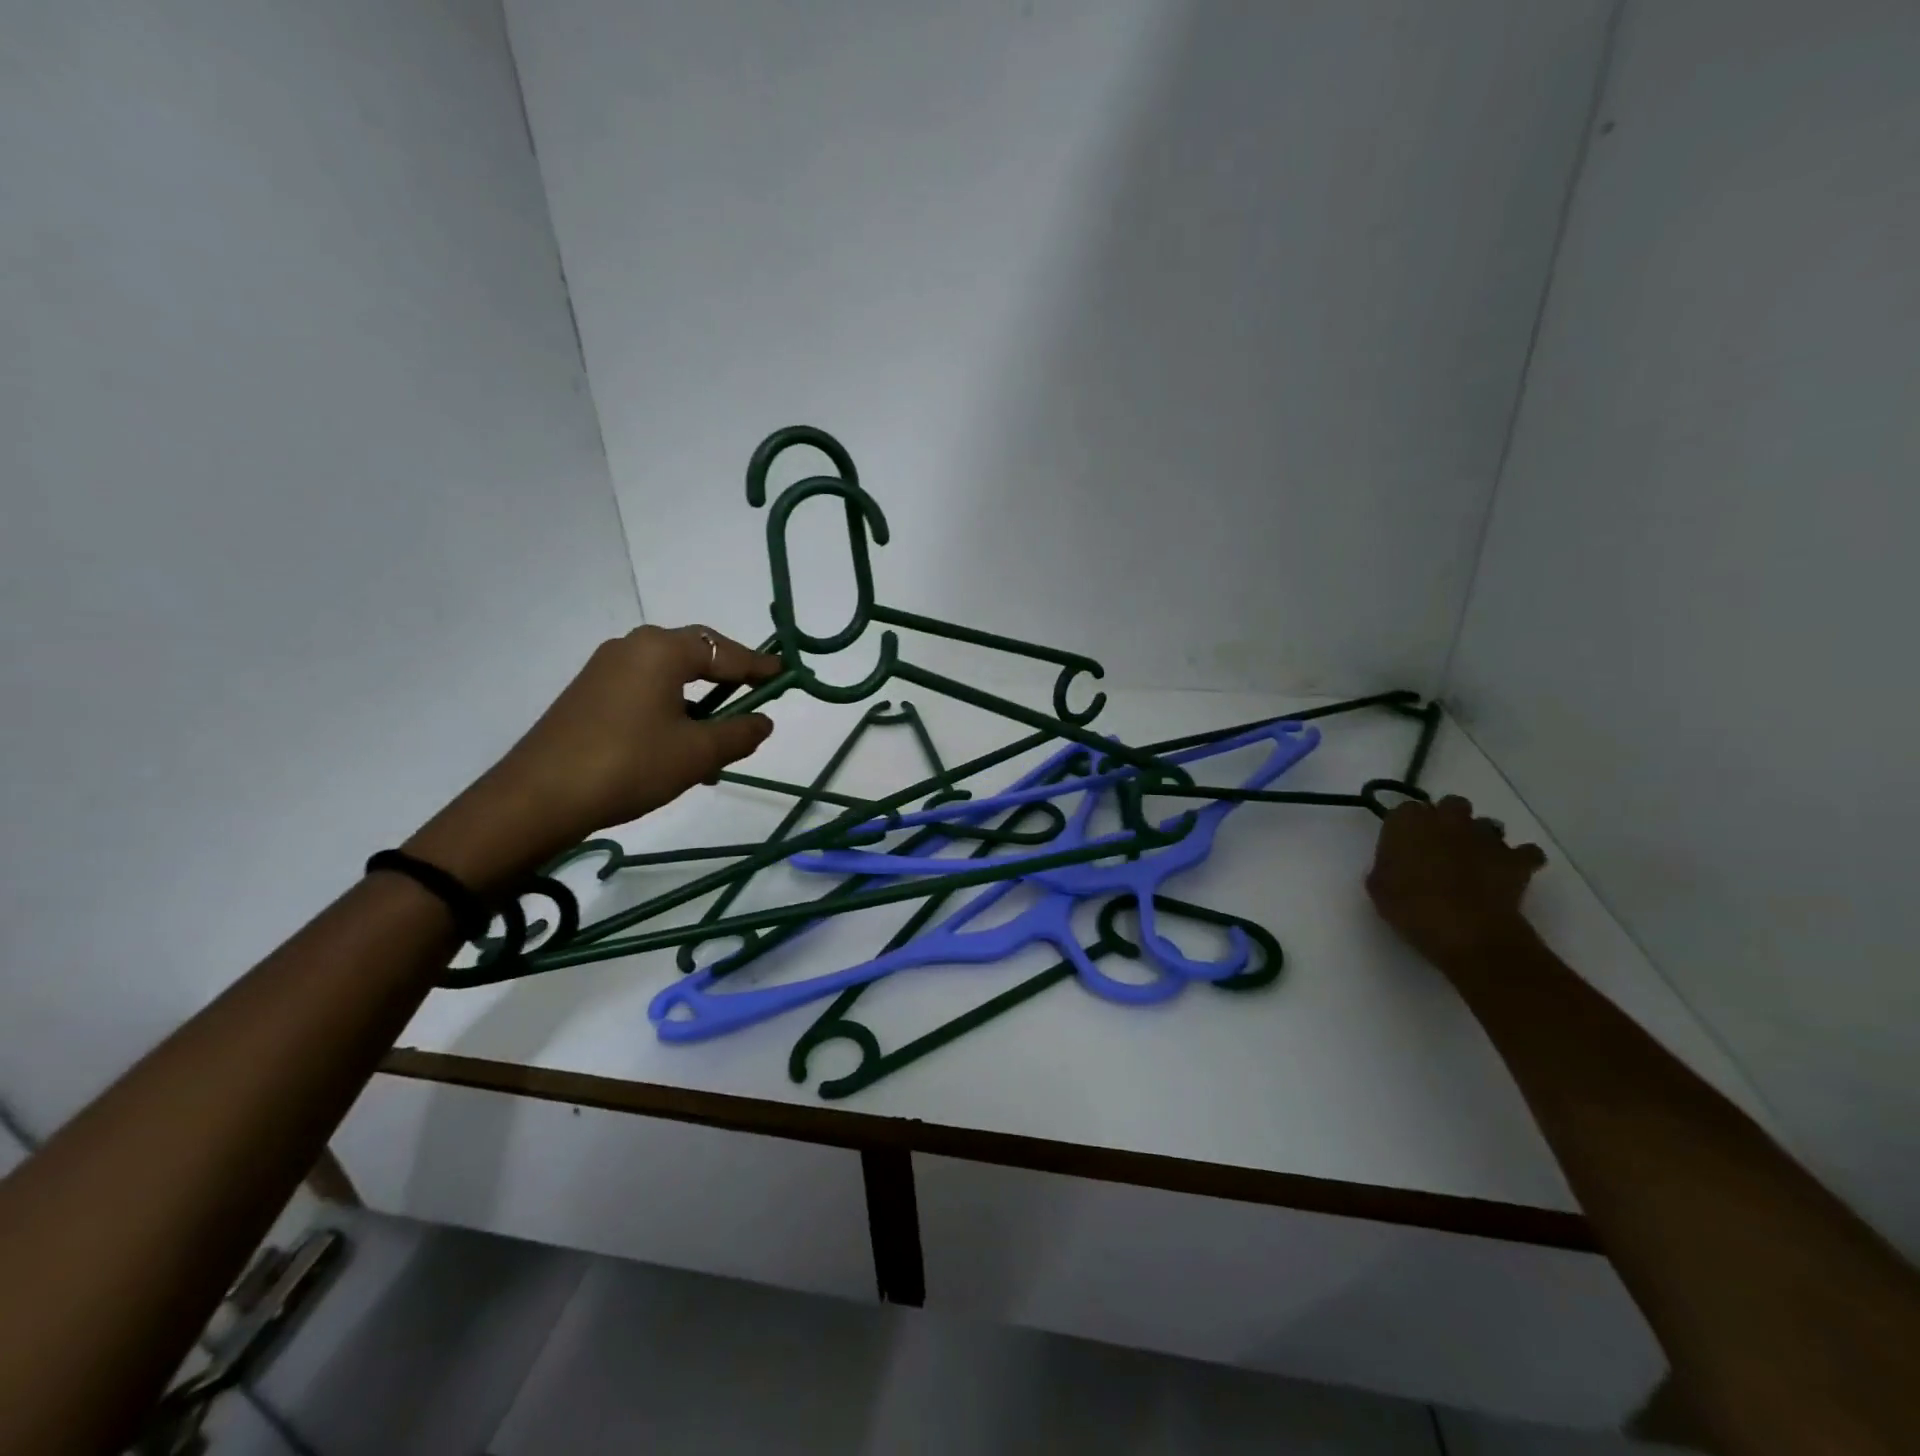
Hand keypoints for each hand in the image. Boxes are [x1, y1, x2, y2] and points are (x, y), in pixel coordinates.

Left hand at [406, 626, 779, 890]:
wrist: (537, 799)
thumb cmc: (629, 765)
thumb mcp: (697, 753)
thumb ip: (739, 733)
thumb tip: (764, 721)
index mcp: (661, 650)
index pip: (725, 651)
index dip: (759, 666)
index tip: (787, 674)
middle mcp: (633, 647)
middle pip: (696, 656)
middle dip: (728, 682)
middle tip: (755, 703)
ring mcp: (605, 670)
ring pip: (670, 680)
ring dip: (700, 706)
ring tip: (719, 746)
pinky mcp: (589, 696)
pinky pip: (645, 694)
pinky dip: (672, 714)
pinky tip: (680, 751)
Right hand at [1366, 796, 1546, 973]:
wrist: (1464, 932)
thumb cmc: (1410, 908)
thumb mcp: (1378, 887)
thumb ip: (1387, 864)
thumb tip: (1397, 864)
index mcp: (1408, 821)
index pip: (1405, 810)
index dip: (1406, 828)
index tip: (1403, 846)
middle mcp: (1447, 819)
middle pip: (1451, 805)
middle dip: (1447, 821)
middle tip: (1439, 848)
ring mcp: (1486, 836)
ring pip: (1487, 824)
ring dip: (1480, 838)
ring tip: (1474, 863)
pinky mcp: (1517, 859)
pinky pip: (1525, 852)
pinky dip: (1519, 860)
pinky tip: (1508, 874)